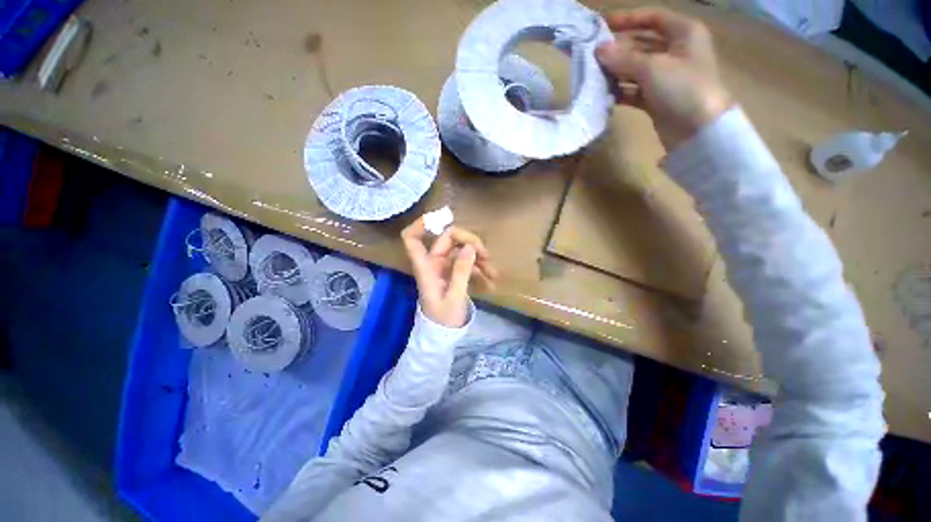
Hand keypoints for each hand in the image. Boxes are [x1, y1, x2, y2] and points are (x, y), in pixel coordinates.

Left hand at [401, 219, 497, 327]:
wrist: (444, 333)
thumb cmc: (443, 318)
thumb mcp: (454, 297)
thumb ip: (461, 272)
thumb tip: (470, 247)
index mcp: (426, 267)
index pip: (412, 239)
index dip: (420, 225)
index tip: (442, 217)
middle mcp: (433, 262)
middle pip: (448, 239)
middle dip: (469, 243)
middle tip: (486, 256)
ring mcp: (444, 266)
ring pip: (461, 249)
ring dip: (478, 257)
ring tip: (493, 273)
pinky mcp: (454, 272)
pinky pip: (467, 261)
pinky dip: (479, 266)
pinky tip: (490, 278)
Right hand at [596, 7, 731, 150]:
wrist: (698, 130)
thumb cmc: (682, 88)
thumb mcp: (652, 68)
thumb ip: (623, 59)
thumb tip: (598, 50)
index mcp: (684, 33)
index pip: (653, 18)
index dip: (628, 19)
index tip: (602, 24)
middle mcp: (676, 51)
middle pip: (642, 44)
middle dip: (618, 49)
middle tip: (593, 55)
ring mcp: (667, 77)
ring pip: (636, 69)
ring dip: (616, 72)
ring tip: (594, 75)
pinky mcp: (658, 98)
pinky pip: (635, 90)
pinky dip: (621, 91)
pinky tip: (604, 94)